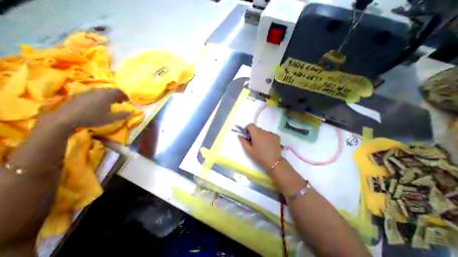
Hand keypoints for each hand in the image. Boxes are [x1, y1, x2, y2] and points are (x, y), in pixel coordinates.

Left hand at [52, 88, 129, 129]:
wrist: (66, 118)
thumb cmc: (92, 117)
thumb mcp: (111, 119)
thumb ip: (122, 115)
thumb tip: (130, 113)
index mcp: (107, 95)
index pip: (119, 91)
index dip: (124, 95)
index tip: (128, 101)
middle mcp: (98, 91)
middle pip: (110, 90)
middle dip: (117, 96)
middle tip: (120, 102)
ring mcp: (87, 92)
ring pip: (101, 91)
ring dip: (108, 96)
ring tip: (110, 103)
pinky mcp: (80, 95)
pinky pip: (94, 94)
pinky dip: (100, 97)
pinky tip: (98, 104)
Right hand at [238, 123, 280, 172]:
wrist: (274, 162)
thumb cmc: (260, 157)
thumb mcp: (249, 150)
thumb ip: (243, 141)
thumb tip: (240, 135)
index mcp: (257, 134)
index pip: (250, 125)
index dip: (247, 129)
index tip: (247, 135)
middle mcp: (265, 131)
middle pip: (257, 129)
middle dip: (254, 133)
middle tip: (254, 142)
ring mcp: (272, 133)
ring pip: (263, 132)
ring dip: (261, 136)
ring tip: (262, 145)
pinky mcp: (277, 136)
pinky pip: (269, 134)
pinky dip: (267, 138)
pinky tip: (268, 145)